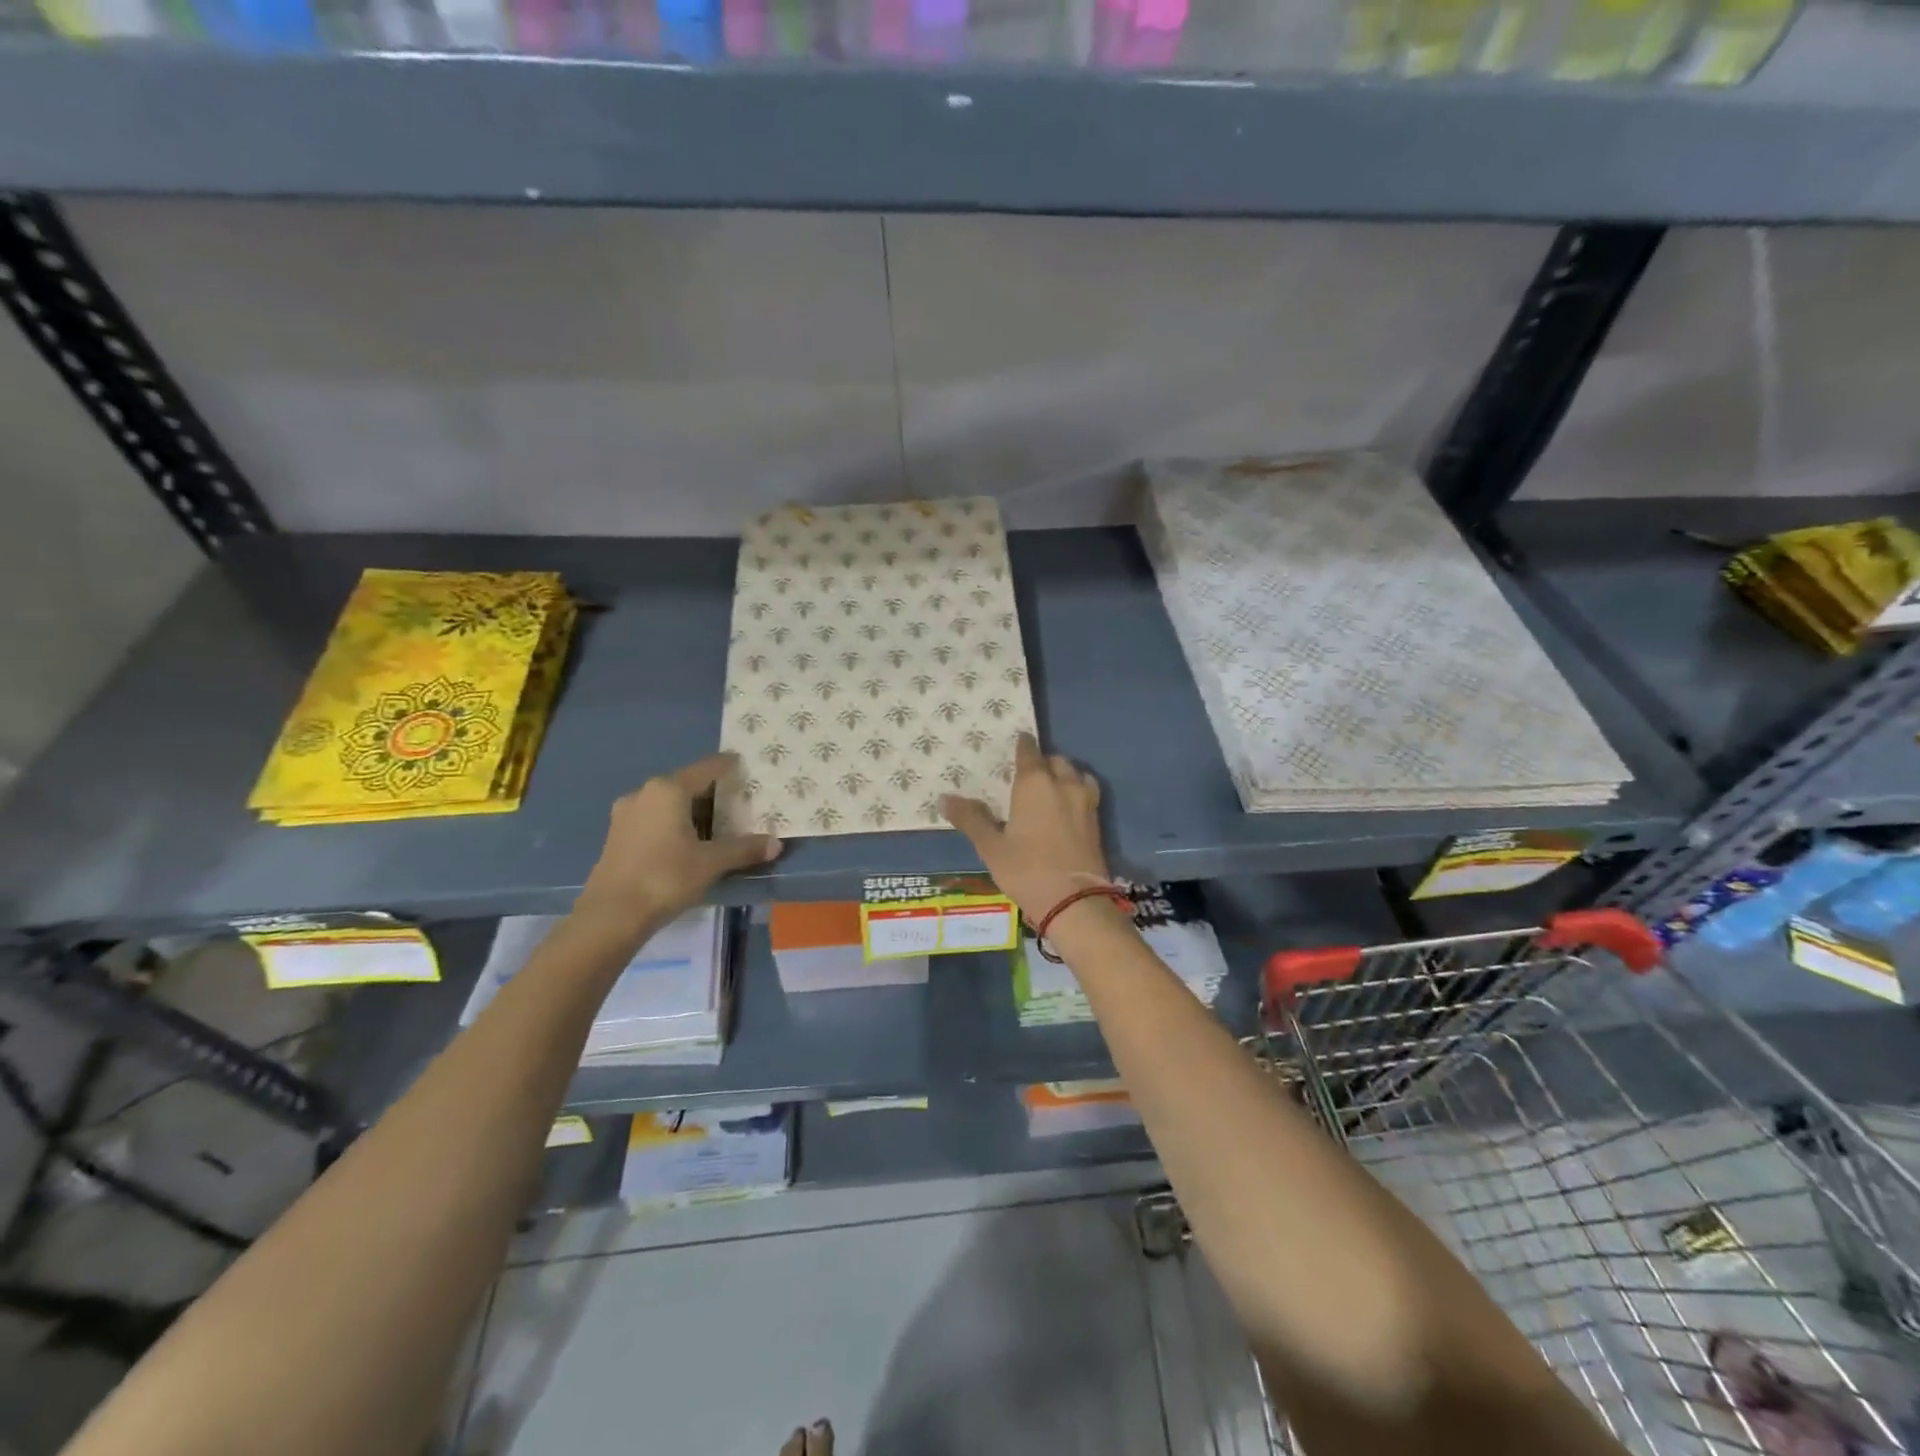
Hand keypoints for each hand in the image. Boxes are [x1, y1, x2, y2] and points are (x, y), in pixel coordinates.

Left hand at [574, 753, 781, 938]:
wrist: (610, 916)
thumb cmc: (665, 878)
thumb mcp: (711, 863)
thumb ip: (744, 849)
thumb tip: (776, 844)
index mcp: (668, 790)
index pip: (706, 769)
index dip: (727, 766)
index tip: (743, 764)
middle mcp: (644, 794)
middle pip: (686, 785)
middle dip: (711, 792)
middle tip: (737, 800)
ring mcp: (626, 815)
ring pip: (667, 804)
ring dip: (690, 811)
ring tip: (716, 824)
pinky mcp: (617, 837)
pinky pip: (653, 820)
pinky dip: (673, 824)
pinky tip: (687, 842)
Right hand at [940, 733, 1109, 922]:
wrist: (1075, 902)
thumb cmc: (1027, 870)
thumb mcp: (991, 847)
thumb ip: (971, 819)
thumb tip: (944, 798)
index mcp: (1035, 783)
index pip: (1029, 752)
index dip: (1022, 745)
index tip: (1017, 741)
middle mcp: (1063, 785)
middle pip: (1056, 761)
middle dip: (1043, 762)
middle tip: (1028, 773)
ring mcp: (1085, 803)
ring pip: (1076, 775)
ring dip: (1064, 775)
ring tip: (1051, 787)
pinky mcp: (1097, 822)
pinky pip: (1086, 794)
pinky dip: (1076, 793)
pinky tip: (1067, 809)